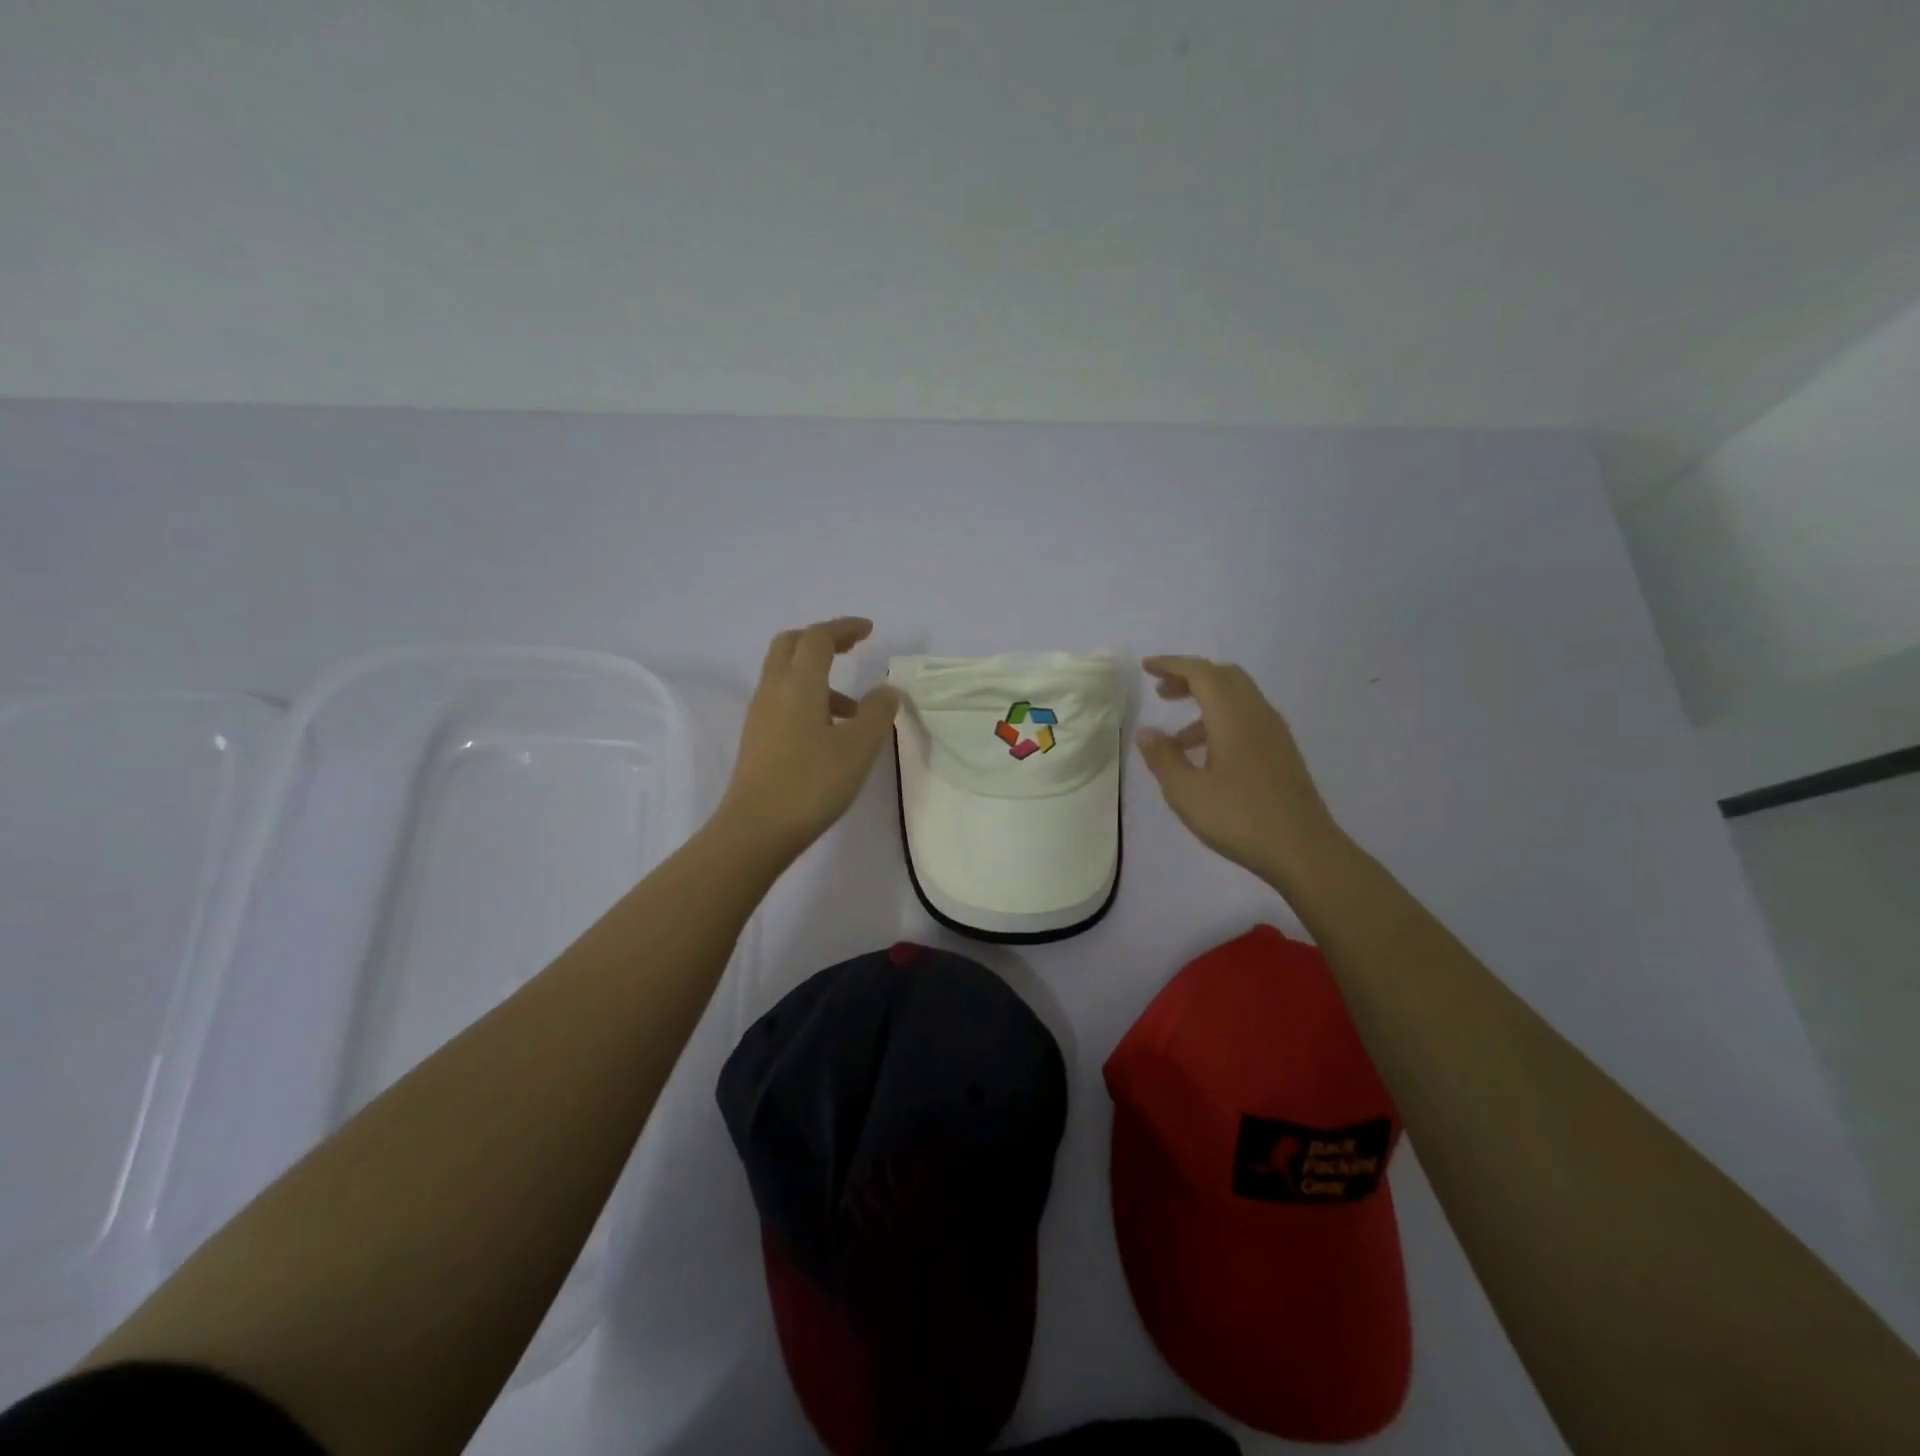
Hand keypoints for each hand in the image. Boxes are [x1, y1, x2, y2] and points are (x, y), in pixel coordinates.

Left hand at [716, 617, 901, 861]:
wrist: (756, 829)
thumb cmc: (812, 783)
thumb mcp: (858, 748)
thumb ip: (876, 713)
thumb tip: (886, 690)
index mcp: (799, 683)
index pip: (818, 637)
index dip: (844, 628)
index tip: (869, 631)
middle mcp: (774, 690)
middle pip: (791, 645)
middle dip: (823, 640)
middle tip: (852, 649)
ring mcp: (760, 715)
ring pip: (786, 675)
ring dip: (818, 675)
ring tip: (854, 710)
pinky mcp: (757, 738)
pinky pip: (783, 700)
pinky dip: (808, 699)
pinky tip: (830, 733)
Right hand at [1136, 656, 1347, 889]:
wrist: (1304, 851)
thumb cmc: (1240, 818)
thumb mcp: (1187, 792)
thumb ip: (1163, 758)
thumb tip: (1147, 732)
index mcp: (1233, 717)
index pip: (1201, 673)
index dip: (1172, 665)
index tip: (1147, 668)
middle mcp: (1257, 715)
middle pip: (1224, 677)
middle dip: (1191, 678)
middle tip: (1162, 692)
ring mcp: (1275, 733)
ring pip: (1238, 698)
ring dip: (1206, 703)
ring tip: (1177, 738)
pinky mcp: (1282, 752)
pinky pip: (1248, 718)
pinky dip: (1222, 721)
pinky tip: (1207, 756)